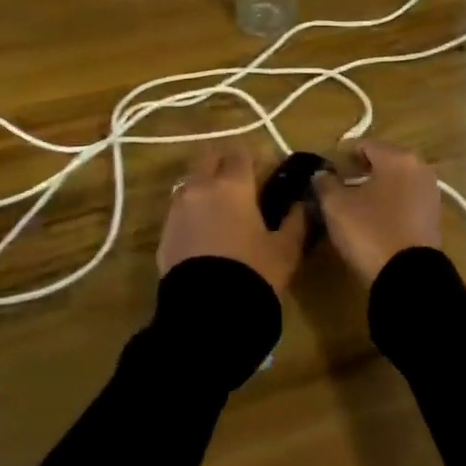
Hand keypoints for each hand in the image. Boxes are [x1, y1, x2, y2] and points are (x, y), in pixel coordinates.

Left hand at [158, 146, 304, 293]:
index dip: (254, 159)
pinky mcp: (164, 233)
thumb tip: (301, 204)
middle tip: (242, 185)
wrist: (207, 313)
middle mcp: (200, 187)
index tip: (266, 173)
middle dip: (224, 164)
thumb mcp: (285, 249)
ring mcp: (177, 209)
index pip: (240, 152)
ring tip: (222, 210)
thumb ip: (295, 220)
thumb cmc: (253, 273)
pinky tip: (205, 233)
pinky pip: (180, 210)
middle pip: (208, 158)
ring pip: (191, 182)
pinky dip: (192, 212)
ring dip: (205, 187)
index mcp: (232, 185)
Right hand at [313, 139, 442, 285]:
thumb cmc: (370, 230)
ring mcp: (430, 194)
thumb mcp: (336, 206)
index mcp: (398, 157)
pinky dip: (388, 204)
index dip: (340, 156)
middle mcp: (419, 168)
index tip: (324, 172)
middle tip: (336, 187)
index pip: (363, 145)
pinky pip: (404, 201)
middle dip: (358, 171)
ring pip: (394, 182)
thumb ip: (325, 183)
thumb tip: (321, 174)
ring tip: (352, 205)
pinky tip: (371, 219)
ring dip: (374, 188)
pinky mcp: (433, 218)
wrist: (408, 277)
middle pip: (382, 161)